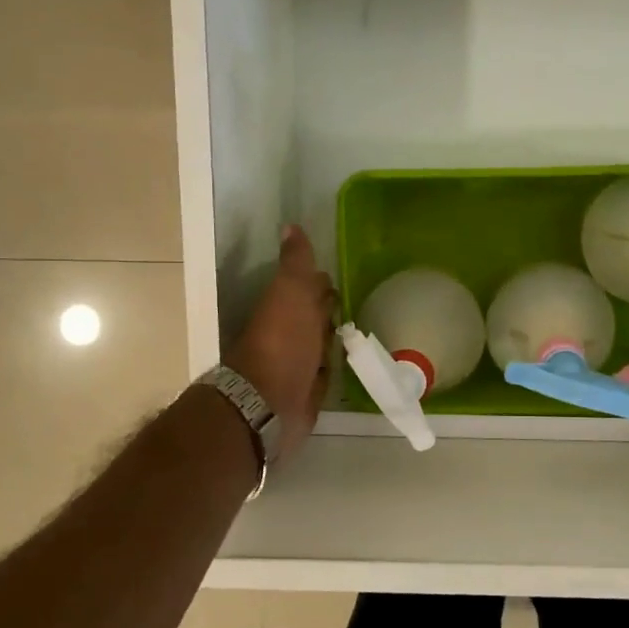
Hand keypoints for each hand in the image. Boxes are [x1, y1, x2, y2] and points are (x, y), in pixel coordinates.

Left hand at [226, 225, 336, 461]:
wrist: (269, 402)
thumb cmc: (282, 342)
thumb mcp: (291, 292)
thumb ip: (296, 263)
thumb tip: (291, 225)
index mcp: (287, 307)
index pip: (310, 289)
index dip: (322, 283)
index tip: (340, 277)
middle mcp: (291, 335)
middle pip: (315, 318)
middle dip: (329, 311)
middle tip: (354, 304)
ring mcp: (299, 366)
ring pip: (320, 346)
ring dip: (333, 340)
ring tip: (359, 334)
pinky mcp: (309, 395)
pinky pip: (325, 377)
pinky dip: (334, 370)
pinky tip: (350, 367)